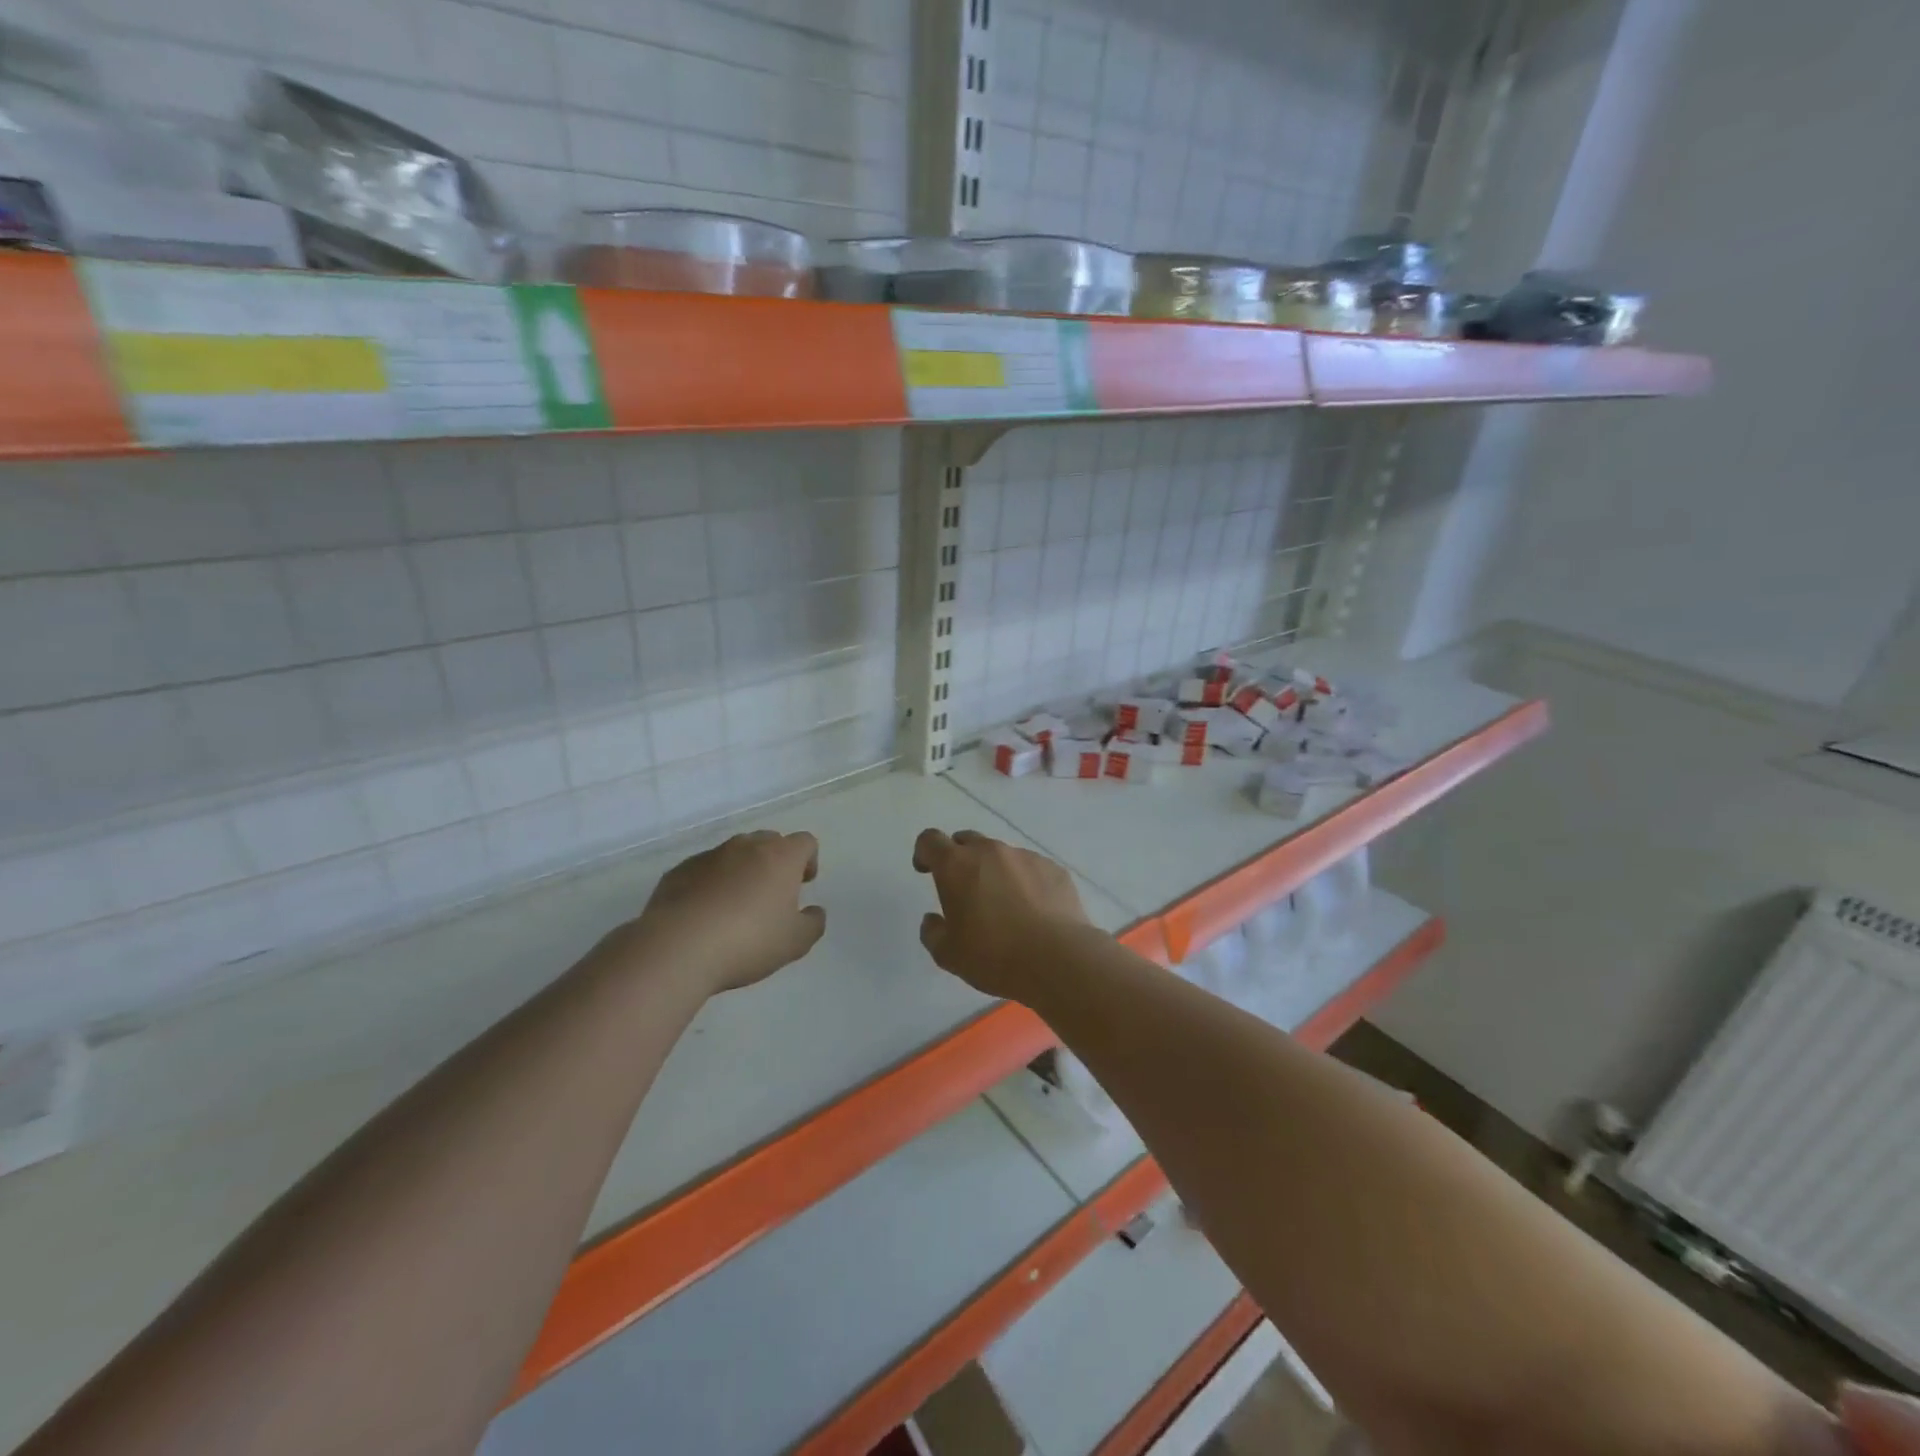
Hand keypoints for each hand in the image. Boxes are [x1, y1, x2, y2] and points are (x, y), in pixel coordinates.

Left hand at [606, 831, 825, 994]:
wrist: (677, 947)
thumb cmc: (748, 941)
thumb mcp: (795, 942)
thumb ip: (813, 923)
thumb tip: (814, 911)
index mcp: (780, 857)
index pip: (805, 842)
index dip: (808, 860)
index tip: (804, 883)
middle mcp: (746, 847)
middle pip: (769, 841)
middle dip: (775, 862)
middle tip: (772, 894)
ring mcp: (709, 856)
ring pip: (734, 854)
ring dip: (741, 871)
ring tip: (736, 906)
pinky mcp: (678, 871)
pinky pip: (704, 870)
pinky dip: (710, 884)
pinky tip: (705, 914)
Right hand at [911, 829, 1089, 1001]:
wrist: (1058, 959)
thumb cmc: (994, 956)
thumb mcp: (948, 955)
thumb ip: (933, 932)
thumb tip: (933, 920)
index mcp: (957, 865)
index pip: (930, 840)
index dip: (924, 852)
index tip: (926, 871)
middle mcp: (990, 851)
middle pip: (966, 840)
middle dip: (959, 858)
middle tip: (964, 889)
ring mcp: (1025, 856)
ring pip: (1001, 855)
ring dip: (995, 871)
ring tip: (1004, 905)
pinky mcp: (1053, 868)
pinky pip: (1031, 868)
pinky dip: (1025, 882)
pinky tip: (1033, 910)